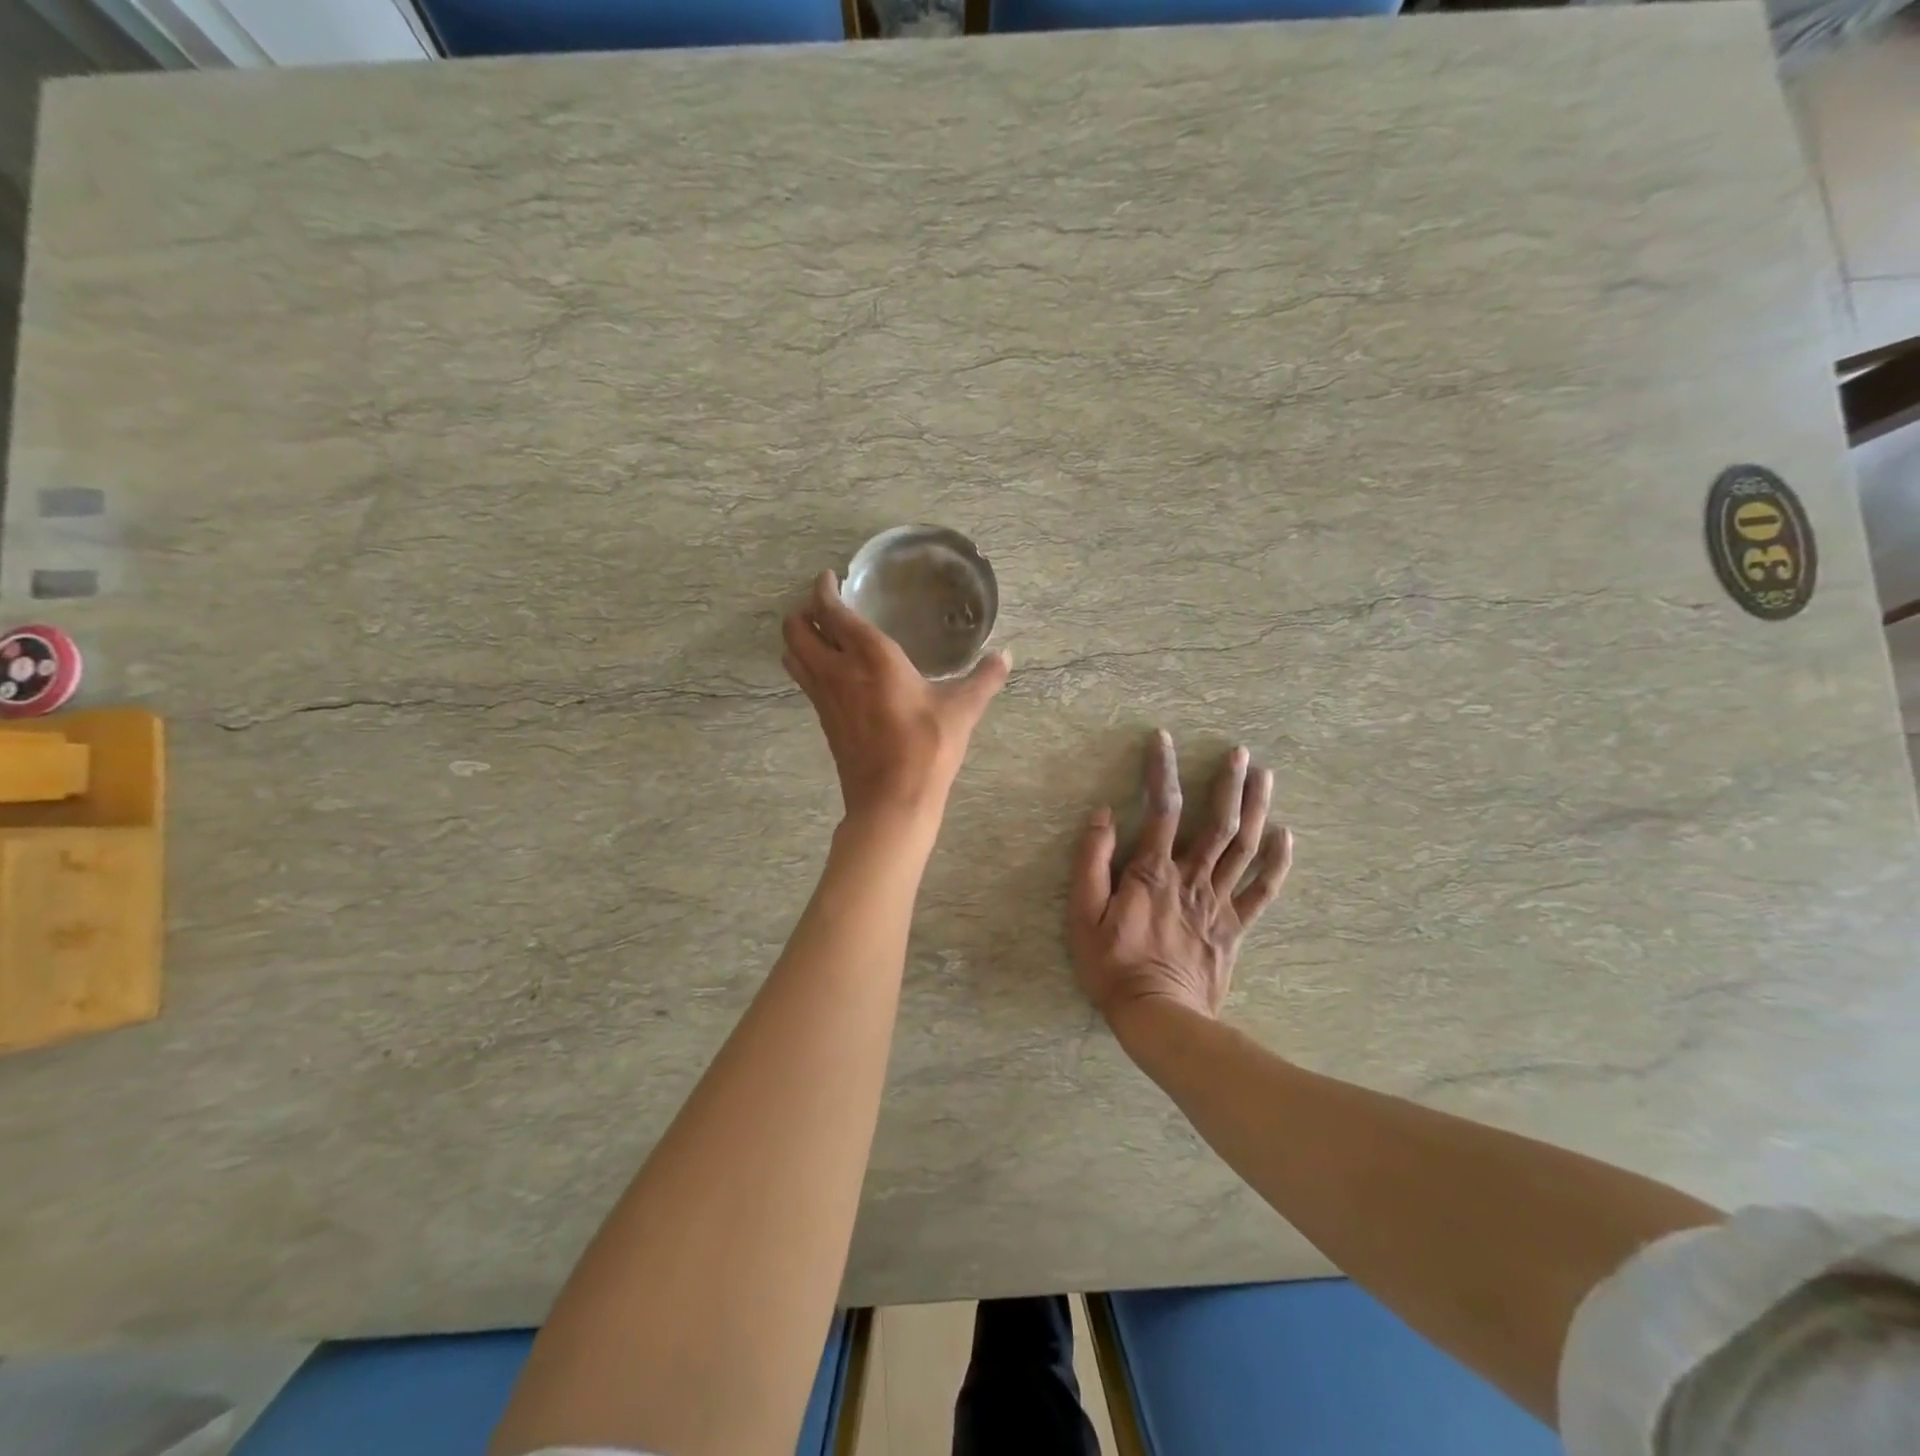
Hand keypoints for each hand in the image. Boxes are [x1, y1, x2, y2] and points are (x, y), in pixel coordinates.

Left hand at [783, 571, 1010, 822]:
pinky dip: (806, 663)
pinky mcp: (823, 720)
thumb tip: (1006, 655)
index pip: (832, 611)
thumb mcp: (962, 710)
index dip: (823, 589)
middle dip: (803, 610)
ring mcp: (824, 697)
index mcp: (871, 657)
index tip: (830, 578)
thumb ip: (984, 678)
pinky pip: (803, 679)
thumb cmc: (927, 748)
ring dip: (798, 637)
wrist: (892, 800)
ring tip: (822, 632)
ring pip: (792, 654)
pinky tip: (832, 671)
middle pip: (796, 629)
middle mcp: (838, 670)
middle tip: (824, 605)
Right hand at [1070, 730, 1292, 1027]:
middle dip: (1228, 783)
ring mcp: (1218, 902)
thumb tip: (1102, 815)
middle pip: (1217, 822)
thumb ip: (1091, 862)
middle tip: (1241, 753)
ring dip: (1256, 809)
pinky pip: (1261, 891)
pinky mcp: (1233, 927)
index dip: (1162, 770)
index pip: (1161, 808)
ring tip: (1265, 777)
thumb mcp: (1083, 914)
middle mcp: (1191, 878)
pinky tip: (1286, 836)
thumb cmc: (1112, 966)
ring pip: (1244, 848)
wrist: (1159, 1018)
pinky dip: (1277, 863)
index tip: (1163, 739)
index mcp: (1152, 872)